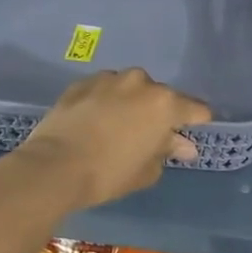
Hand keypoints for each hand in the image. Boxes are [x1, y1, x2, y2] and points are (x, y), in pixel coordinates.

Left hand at [12, 68, 211, 211]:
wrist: (54, 167)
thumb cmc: (109, 173)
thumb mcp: (147, 170)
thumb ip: (167, 151)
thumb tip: (183, 145)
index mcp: (165, 104)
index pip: (196, 109)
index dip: (197, 122)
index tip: (190, 134)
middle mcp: (140, 83)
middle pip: (161, 96)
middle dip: (160, 112)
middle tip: (150, 135)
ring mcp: (109, 79)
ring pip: (130, 89)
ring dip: (131, 103)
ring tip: (120, 126)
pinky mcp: (81, 83)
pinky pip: (104, 90)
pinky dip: (106, 101)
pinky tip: (96, 121)